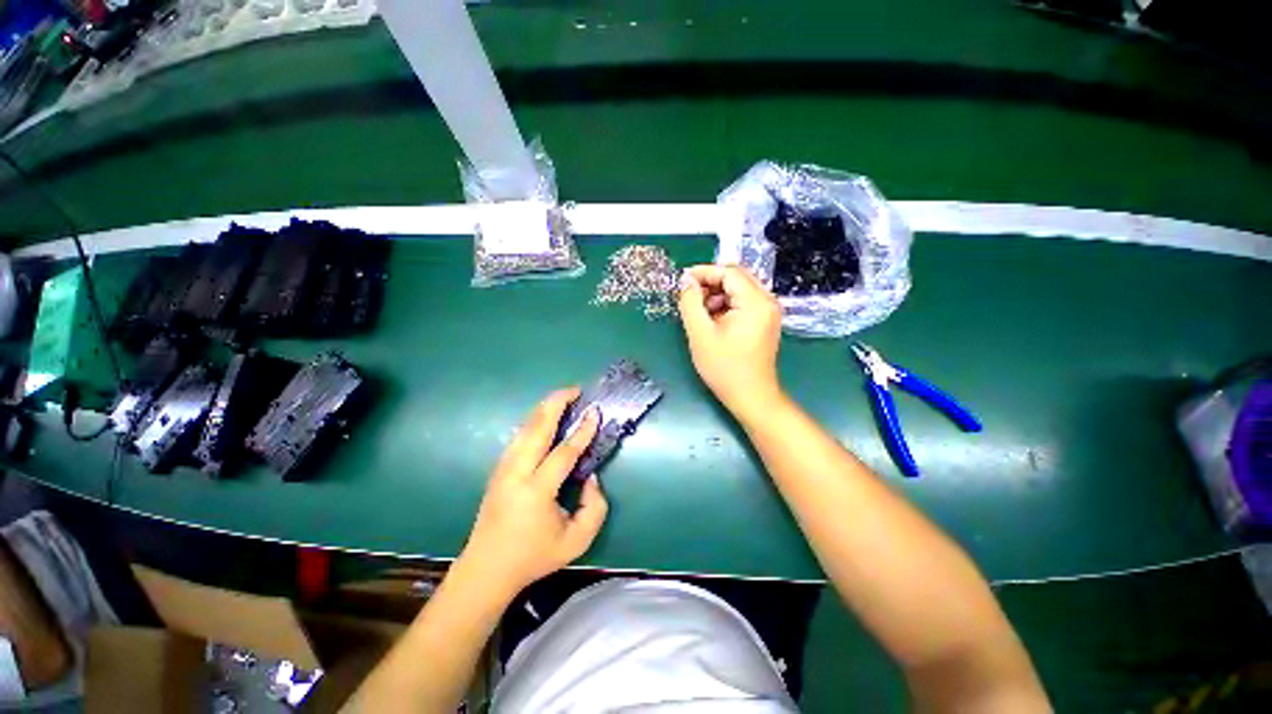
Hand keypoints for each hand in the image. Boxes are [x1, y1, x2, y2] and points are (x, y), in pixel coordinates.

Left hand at [458, 388, 607, 597]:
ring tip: (562, 397)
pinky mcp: (498, 469)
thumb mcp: (577, 541)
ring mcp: (503, 469)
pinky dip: (534, 421)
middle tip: (575, 390)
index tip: (595, 412)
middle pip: (537, 428)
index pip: (564, 452)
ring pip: (525, 428)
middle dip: (556, 403)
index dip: (582, 431)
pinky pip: (519, 436)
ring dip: (544, 408)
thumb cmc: (534, 557)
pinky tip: (545, 417)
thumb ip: (595, 507)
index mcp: (536, 491)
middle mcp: (516, 473)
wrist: (487, 570)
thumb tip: (591, 476)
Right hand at [678, 265, 784, 415]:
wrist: (750, 396)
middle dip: (710, 283)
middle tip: (689, 297)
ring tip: (700, 313)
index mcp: (755, 302)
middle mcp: (767, 301)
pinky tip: (713, 321)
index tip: (682, 280)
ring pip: (739, 290)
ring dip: (717, 295)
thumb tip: (686, 281)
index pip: (728, 272)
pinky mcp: (765, 322)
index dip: (703, 272)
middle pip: (736, 278)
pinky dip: (726, 305)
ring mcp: (769, 312)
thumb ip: (690, 303)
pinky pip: (744, 303)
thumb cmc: (724, 368)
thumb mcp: (700, 334)